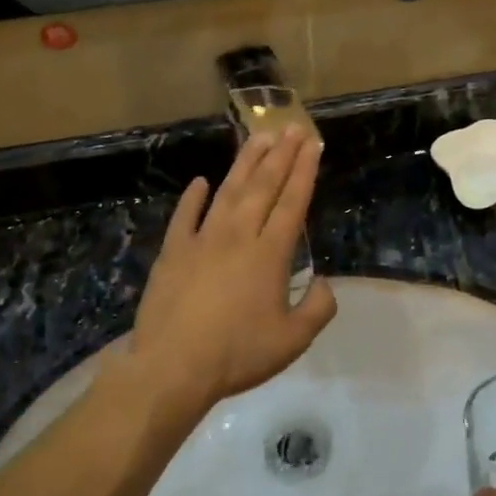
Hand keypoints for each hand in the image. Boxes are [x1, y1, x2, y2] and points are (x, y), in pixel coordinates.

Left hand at [129, 127, 336, 426]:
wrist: (173, 367)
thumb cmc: (238, 354)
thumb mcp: (293, 340)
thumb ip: (317, 308)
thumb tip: (323, 281)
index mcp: (269, 254)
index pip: (292, 202)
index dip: (304, 171)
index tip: (312, 144)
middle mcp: (238, 236)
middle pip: (263, 186)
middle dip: (281, 155)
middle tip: (292, 128)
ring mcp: (202, 240)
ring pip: (228, 192)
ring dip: (245, 163)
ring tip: (259, 137)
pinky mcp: (173, 252)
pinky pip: (185, 216)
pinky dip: (193, 197)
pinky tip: (200, 182)